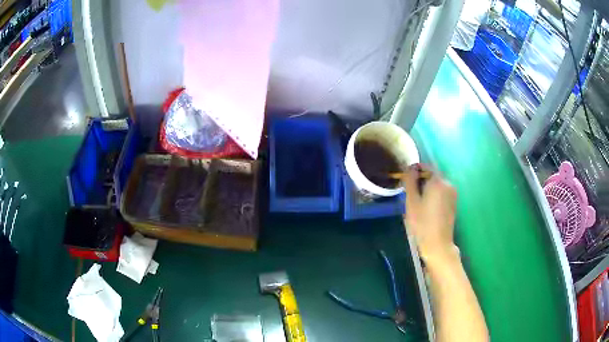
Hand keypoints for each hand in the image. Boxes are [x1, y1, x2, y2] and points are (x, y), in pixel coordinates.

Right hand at [402, 165, 458, 263]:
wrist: (438, 244)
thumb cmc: (422, 223)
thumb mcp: (411, 201)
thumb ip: (410, 181)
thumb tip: (409, 167)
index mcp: (438, 181)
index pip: (425, 166)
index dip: (414, 170)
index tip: (406, 181)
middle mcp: (448, 184)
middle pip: (432, 175)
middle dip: (421, 180)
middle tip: (410, 194)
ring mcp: (452, 193)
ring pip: (437, 184)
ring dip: (427, 188)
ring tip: (417, 202)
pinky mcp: (453, 202)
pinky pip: (442, 192)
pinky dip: (434, 195)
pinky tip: (427, 208)